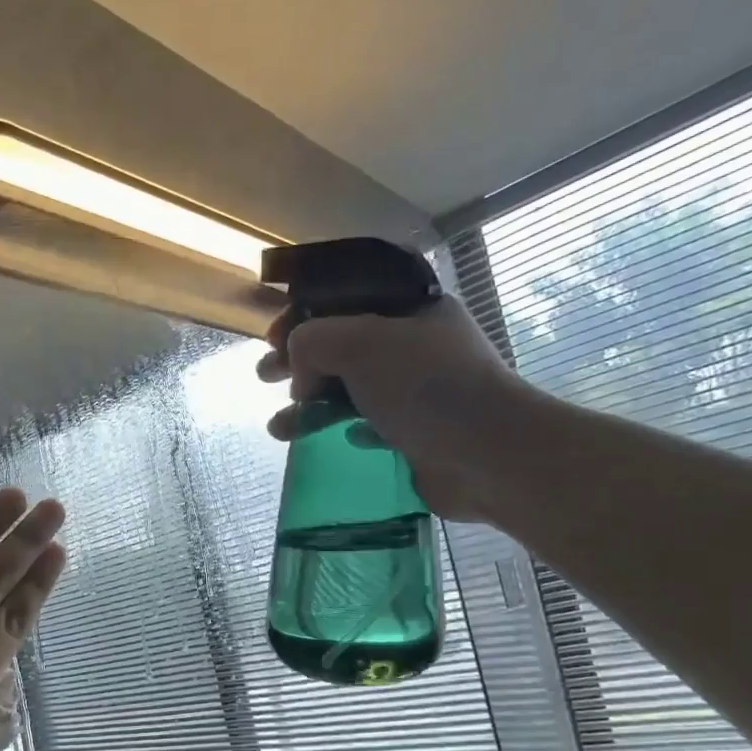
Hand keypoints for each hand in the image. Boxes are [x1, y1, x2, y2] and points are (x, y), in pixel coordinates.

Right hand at [258, 300, 533, 520]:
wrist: (486, 454)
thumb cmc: (426, 387)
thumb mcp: (360, 343)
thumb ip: (313, 340)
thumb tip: (300, 370)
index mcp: (411, 308)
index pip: (349, 295)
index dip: (305, 310)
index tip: (273, 334)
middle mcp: (414, 344)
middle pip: (342, 343)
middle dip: (298, 359)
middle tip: (265, 376)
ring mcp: (415, 390)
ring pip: (348, 387)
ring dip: (308, 404)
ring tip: (278, 428)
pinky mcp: (413, 431)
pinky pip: (364, 422)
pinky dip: (338, 428)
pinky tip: (321, 439)